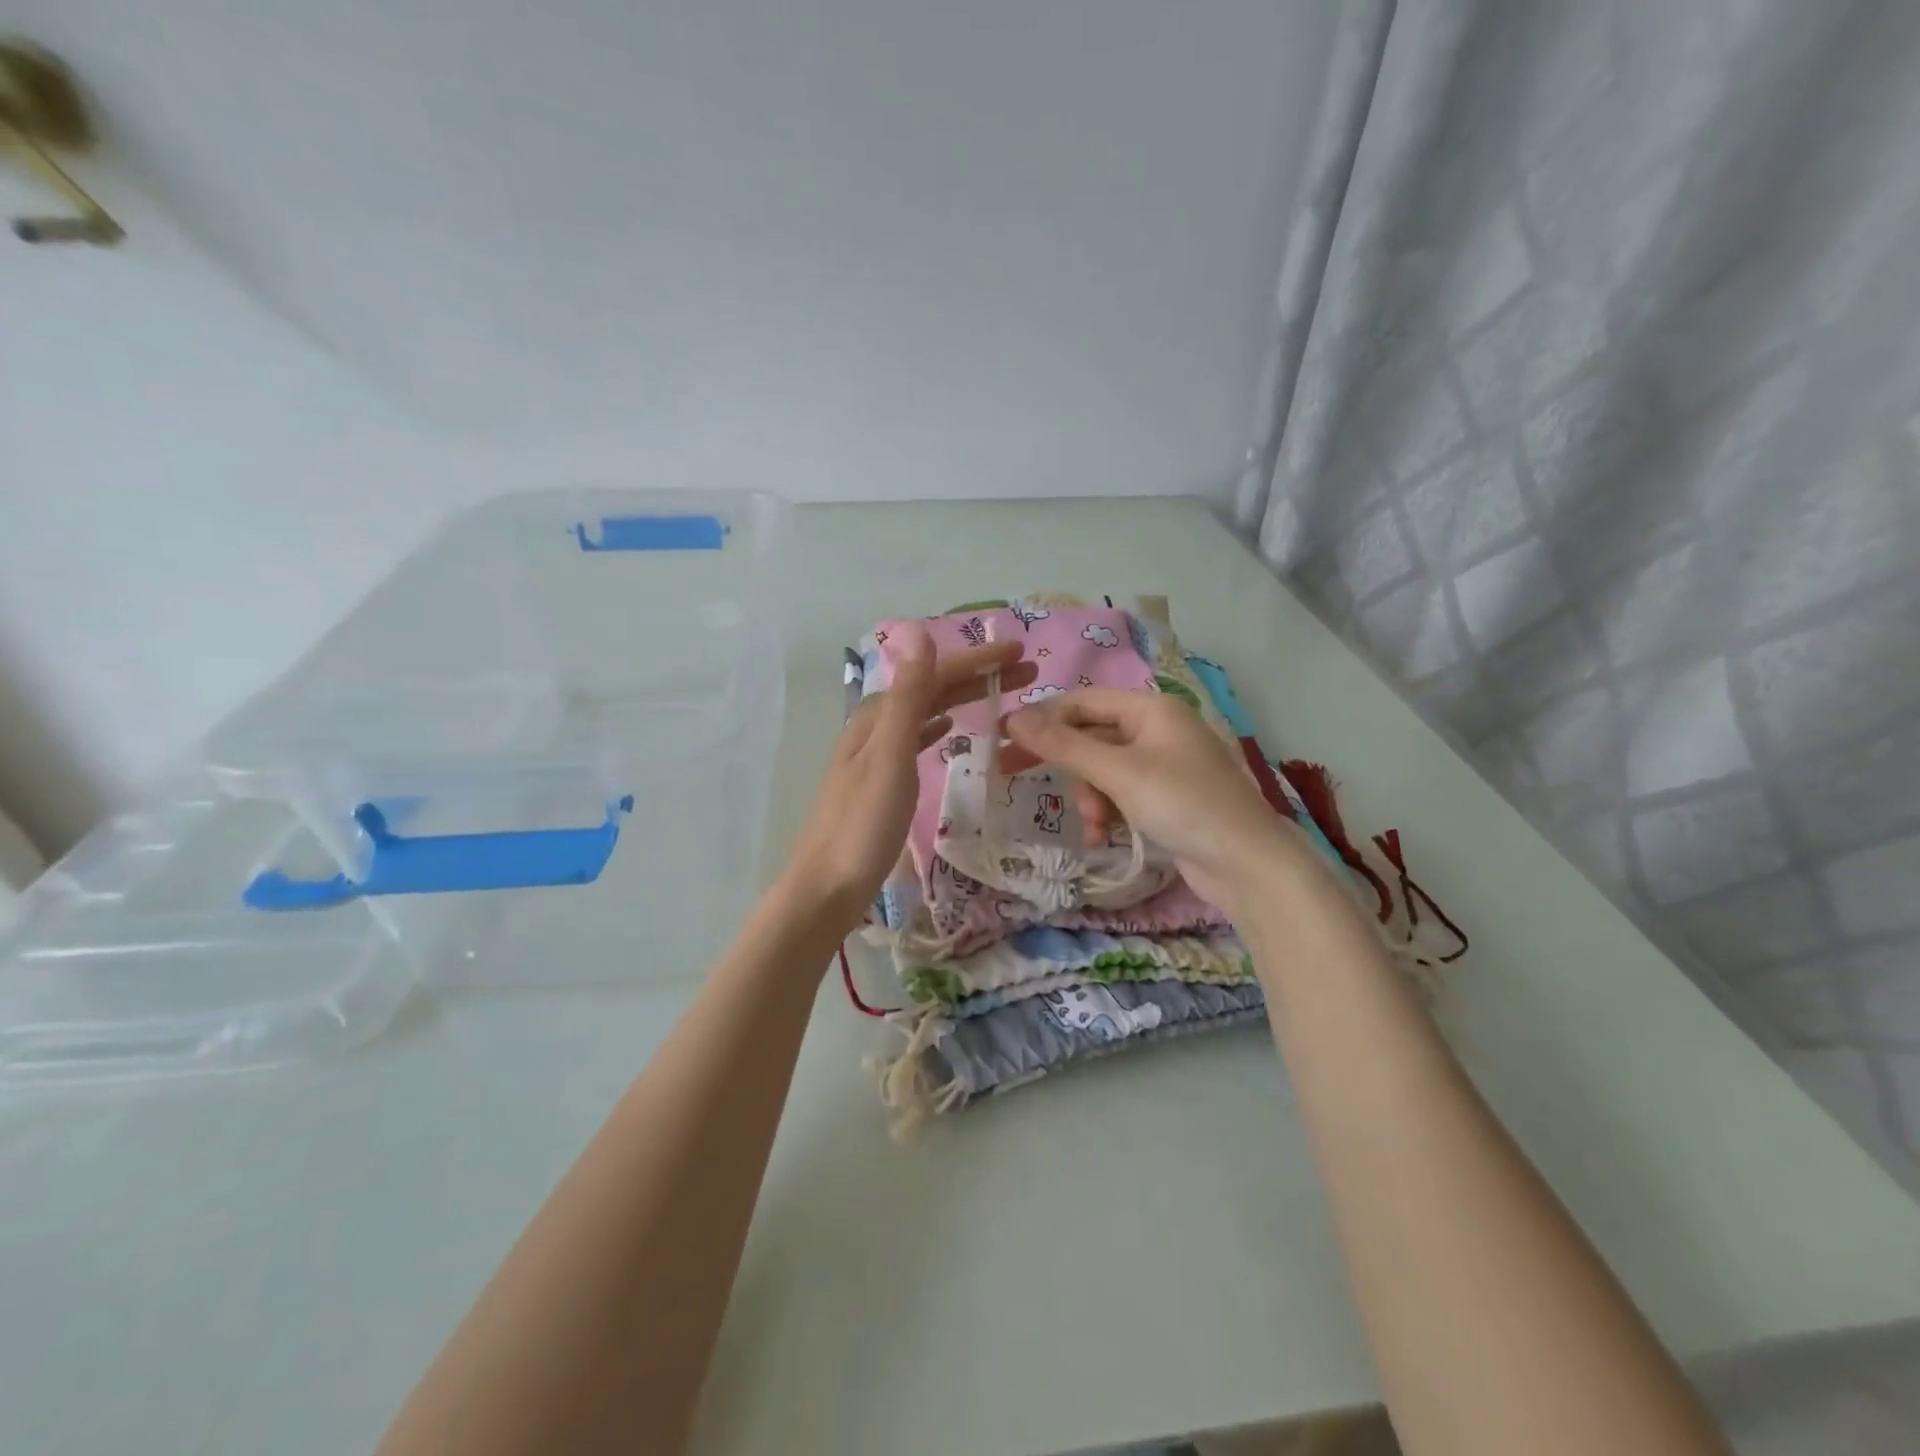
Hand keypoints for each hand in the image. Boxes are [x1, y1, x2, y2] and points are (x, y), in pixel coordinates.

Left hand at [781, 624, 1035, 931]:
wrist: (827, 888)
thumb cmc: (863, 825)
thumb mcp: (890, 756)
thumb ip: (908, 698)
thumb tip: (920, 633)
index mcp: (878, 717)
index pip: (934, 674)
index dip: (977, 660)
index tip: (1020, 651)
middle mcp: (875, 728)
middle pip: (931, 690)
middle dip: (977, 677)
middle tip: (1027, 672)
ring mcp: (876, 756)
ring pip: (926, 713)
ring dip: (962, 699)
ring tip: (1001, 695)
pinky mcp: (880, 782)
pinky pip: (916, 739)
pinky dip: (937, 726)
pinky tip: (949, 728)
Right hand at [1000, 687, 1302, 915]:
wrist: (1246, 864)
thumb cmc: (1182, 804)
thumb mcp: (1118, 772)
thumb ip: (1064, 745)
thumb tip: (1013, 718)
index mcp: (1151, 709)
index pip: (1082, 701)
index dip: (1041, 718)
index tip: (1002, 739)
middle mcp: (1157, 729)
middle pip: (1090, 735)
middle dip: (1063, 763)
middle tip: (1010, 773)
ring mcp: (1163, 764)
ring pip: (1102, 770)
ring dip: (1089, 797)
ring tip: (1095, 826)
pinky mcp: (1166, 797)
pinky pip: (1120, 793)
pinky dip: (1108, 812)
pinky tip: (1105, 837)